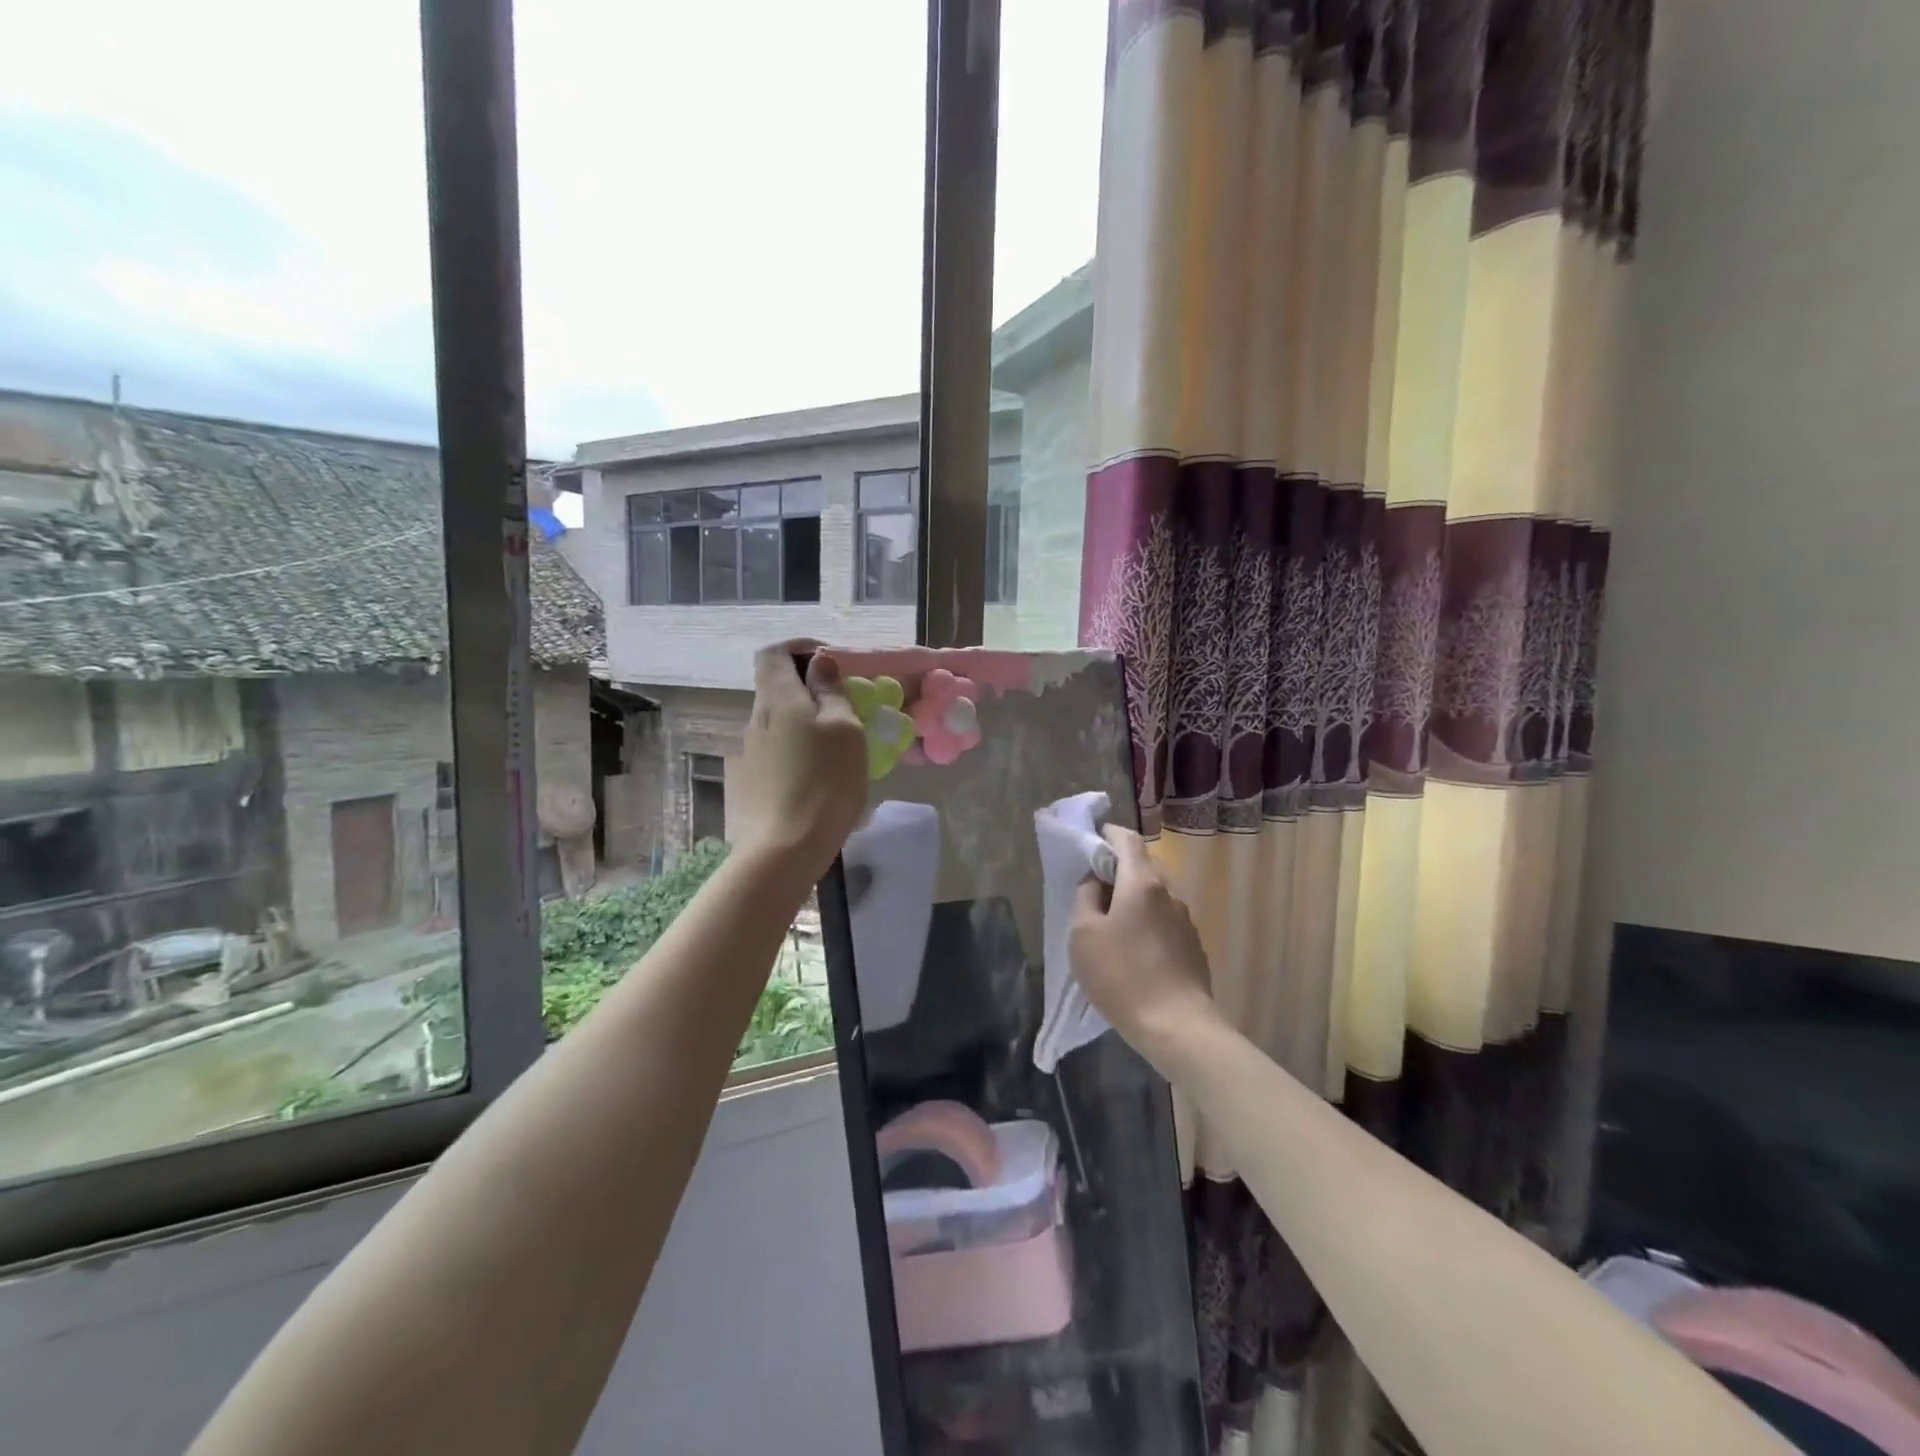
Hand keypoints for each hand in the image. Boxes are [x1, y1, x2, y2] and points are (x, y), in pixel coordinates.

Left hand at [733, 641, 867, 882]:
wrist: (786, 849)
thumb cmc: (825, 781)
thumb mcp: (844, 729)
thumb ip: (830, 691)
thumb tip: (819, 662)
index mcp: (776, 698)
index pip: (774, 653)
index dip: (800, 648)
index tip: (831, 662)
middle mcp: (754, 718)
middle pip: (776, 687)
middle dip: (809, 687)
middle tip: (846, 705)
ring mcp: (748, 752)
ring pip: (778, 721)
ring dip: (805, 720)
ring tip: (839, 744)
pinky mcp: (751, 781)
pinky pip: (777, 749)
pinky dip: (798, 747)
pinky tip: (821, 774)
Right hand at [1068, 825, 1219, 1064]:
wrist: (1177, 1026)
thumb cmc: (1122, 975)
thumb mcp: (1083, 934)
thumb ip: (1085, 897)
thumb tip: (1095, 881)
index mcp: (1141, 882)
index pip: (1127, 838)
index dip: (1107, 834)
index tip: (1090, 842)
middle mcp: (1169, 893)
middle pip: (1142, 866)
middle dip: (1117, 870)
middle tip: (1093, 889)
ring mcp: (1185, 920)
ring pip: (1154, 896)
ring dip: (1132, 900)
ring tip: (1111, 926)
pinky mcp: (1193, 947)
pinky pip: (1165, 922)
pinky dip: (1147, 924)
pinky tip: (1135, 953)